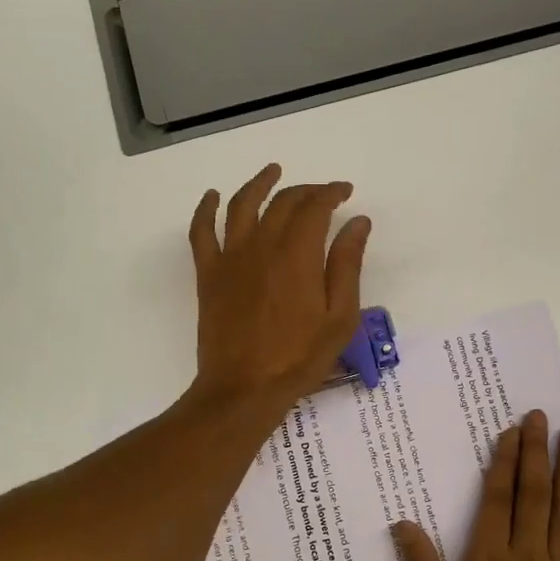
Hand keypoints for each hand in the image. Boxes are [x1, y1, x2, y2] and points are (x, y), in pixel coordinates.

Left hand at [186, 163, 371, 409]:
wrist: (244, 389)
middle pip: (282, 202)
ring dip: (259, 183)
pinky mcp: (208, 274)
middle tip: (322, 194)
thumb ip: (348, 265)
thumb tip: (358, 222)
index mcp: (297, 255)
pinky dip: (205, 209)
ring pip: (241, 205)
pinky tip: (211, 197)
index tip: (345, 191)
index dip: (332, 192)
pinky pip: (201, 232)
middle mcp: (261, 245)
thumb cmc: (299, 358)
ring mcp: (230, 258)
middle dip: (306, 191)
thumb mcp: (340, 317)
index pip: (315, 207)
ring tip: (272, 172)